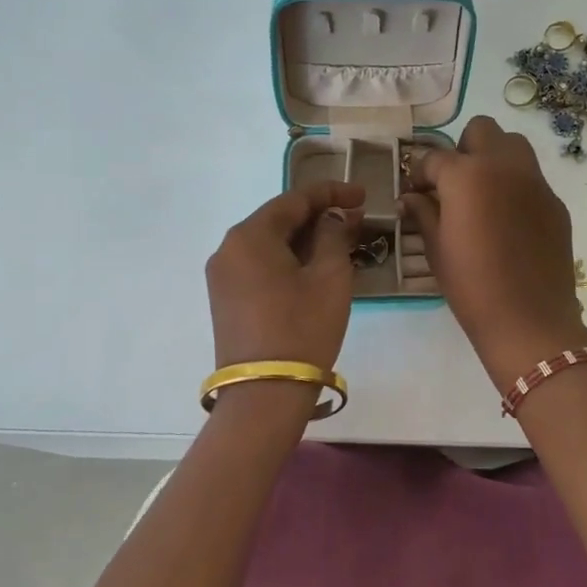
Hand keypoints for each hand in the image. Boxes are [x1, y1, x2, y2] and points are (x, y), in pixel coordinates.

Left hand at [206, 181, 364, 372]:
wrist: (265, 393)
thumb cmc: (303, 328)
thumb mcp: (330, 277)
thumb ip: (334, 236)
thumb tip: (334, 218)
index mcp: (250, 235)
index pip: (295, 199)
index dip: (332, 193)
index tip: (363, 196)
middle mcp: (228, 248)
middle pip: (278, 219)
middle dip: (318, 217)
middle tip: (356, 222)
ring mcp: (222, 276)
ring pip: (269, 243)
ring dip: (304, 240)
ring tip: (340, 245)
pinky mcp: (225, 299)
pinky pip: (260, 265)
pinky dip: (288, 260)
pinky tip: (314, 269)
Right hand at [403, 117, 586, 390]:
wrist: (530, 320)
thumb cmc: (472, 287)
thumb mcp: (437, 249)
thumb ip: (423, 213)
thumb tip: (411, 197)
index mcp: (467, 176)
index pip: (434, 158)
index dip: (419, 174)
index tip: (415, 192)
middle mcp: (504, 166)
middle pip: (481, 130)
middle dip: (462, 149)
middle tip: (453, 184)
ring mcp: (535, 182)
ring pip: (513, 145)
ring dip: (493, 158)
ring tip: (482, 194)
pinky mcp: (555, 202)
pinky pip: (532, 178)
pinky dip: (515, 186)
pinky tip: (508, 221)